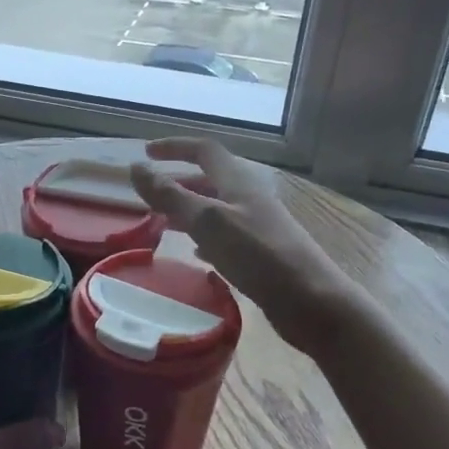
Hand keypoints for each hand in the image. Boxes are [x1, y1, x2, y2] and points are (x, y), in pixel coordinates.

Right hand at [129, 136, 359, 355]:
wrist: (312, 302)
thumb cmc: (259, 255)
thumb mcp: (208, 221)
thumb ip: (170, 195)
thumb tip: (136, 167)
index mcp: (238, 182)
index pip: (204, 150)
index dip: (175, 147)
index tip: (147, 152)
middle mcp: (249, 198)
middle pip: (210, 180)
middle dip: (178, 182)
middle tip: (149, 196)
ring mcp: (258, 226)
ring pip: (216, 209)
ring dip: (188, 211)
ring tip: (162, 224)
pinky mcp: (262, 254)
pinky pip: (226, 236)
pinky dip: (204, 238)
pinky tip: (196, 254)